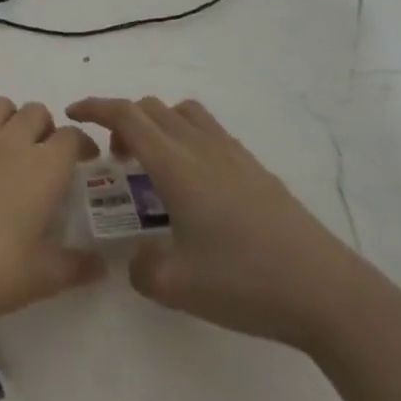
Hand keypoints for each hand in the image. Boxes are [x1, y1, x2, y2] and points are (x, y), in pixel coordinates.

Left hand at [0, 98, 104, 400]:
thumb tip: (101, 266)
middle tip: (44, 156)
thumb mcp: (43, 277)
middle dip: (45, 127)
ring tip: (8, 148)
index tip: (84, 160)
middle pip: (36, 112)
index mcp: (44, 168)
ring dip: (9, 119)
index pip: (72, 136)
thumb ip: (76, 267)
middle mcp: (11, 143)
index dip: (81, 144)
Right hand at [66, 96, 400, 400]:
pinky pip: (209, 132)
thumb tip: (137, 259)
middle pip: (153, 108)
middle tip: (116, 161)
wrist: (328, 293)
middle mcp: (203, 148)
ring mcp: (234, 155)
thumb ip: (141, 269)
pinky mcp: (257, 169)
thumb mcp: (176, 287)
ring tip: (154, 167)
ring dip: (158, 125)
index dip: (95, 106)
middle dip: (123, 122)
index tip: (72, 112)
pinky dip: (186, 139)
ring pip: (184, 113)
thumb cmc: (245, 283)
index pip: (127, 116)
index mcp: (177, 166)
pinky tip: (194, 186)